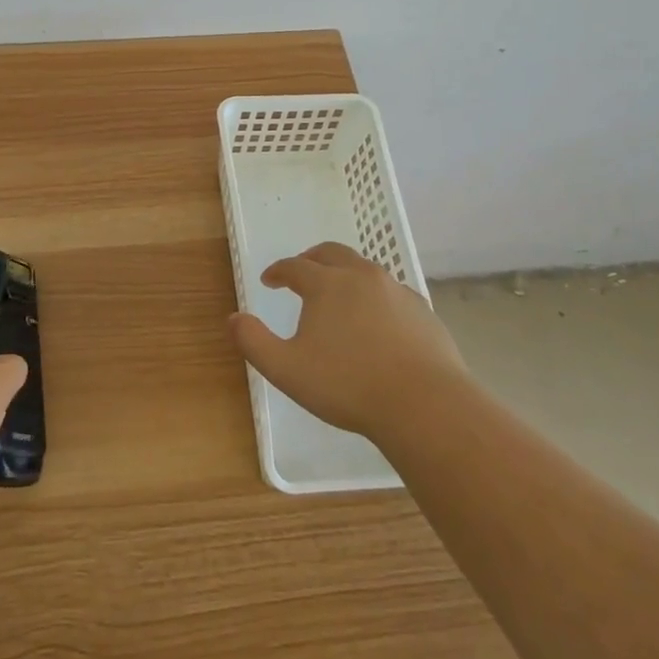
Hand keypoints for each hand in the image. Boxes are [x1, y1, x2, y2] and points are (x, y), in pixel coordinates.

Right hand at [229, 242, 463, 444]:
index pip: (294, 266)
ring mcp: (396, 291)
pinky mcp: (422, 311)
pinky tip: (375, 320)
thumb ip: (253, 342)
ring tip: (337, 294)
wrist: (424, 404)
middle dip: (311, 259)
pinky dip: (375, 296)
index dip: (278, 271)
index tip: (269, 280)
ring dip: (344, 274)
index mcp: (326, 284)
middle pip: (331, 254)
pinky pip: (391, 292)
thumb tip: (234, 318)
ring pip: (364, 269)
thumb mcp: (286, 369)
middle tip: (301, 272)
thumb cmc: (348, 385)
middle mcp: (361, 277)